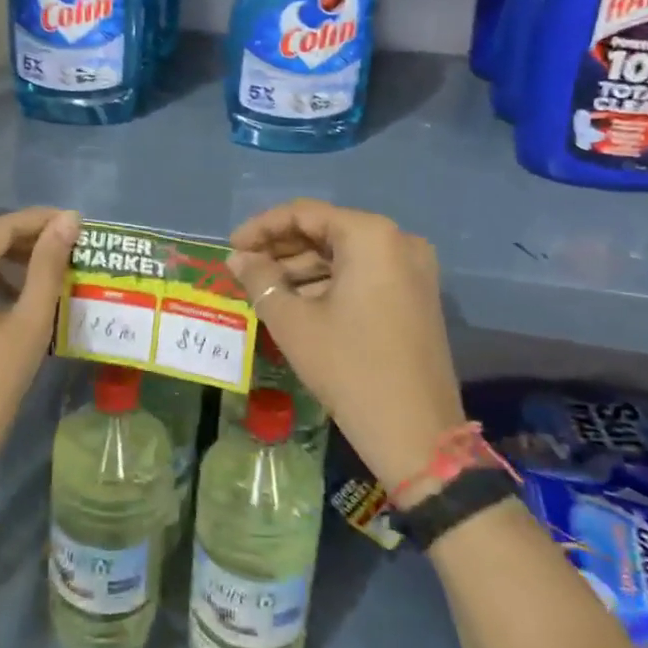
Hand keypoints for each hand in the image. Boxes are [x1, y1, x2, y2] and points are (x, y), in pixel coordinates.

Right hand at [227, 199, 463, 491]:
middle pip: (327, 230)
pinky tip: (296, 302)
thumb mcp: (293, 322)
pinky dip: (328, 283)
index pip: (304, 214)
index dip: (262, 227)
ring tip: (263, 288)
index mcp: (370, 236)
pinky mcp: (416, 296)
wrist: (416, 433)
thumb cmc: (349, 368)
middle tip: (244, 268)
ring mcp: (412, 269)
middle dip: (281, 248)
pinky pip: (364, 275)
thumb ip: (260, 280)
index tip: (231, 248)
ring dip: (302, 268)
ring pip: (345, 254)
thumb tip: (237, 259)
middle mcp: (398, 241)